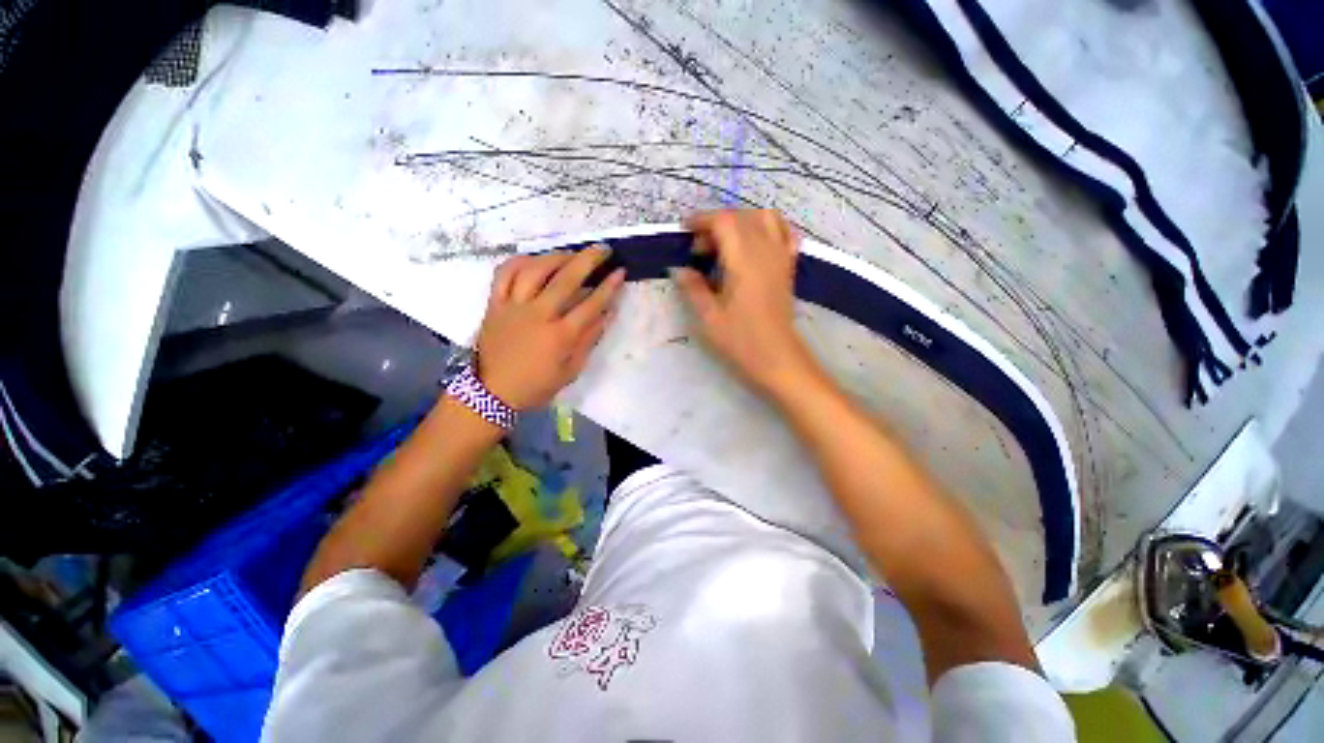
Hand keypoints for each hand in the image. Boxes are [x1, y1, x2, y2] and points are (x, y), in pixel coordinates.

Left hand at [476, 247, 624, 409]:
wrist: (493, 392)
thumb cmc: (537, 385)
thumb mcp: (571, 370)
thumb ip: (589, 340)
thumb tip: (608, 314)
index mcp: (560, 336)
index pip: (591, 304)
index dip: (608, 287)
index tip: (620, 272)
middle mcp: (538, 316)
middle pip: (566, 279)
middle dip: (588, 260)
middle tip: (603, 249)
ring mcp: (513, 307)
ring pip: (535, 270)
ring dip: (557, 257)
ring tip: (572, 253)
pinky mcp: (495, 304)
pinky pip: (504, 273)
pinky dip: (520, 261)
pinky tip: (534, 259)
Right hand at [672, 209, 820, 396]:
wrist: (778, 358)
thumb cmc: (741, 340)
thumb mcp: (709, 317)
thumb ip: (693, 288)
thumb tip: (679, 269)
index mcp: (743, 261)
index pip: (724, 221)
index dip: (702, 219)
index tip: (685, 231)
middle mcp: (765, 251)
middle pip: (743, 217)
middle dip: (717, 223)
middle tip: (699, 249)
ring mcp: (781, 257)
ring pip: (765, 218)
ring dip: (741, 221)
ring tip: (725, 242)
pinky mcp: (788, 268)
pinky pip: (784, 233)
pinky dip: (769, 228)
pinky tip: (756, 242)